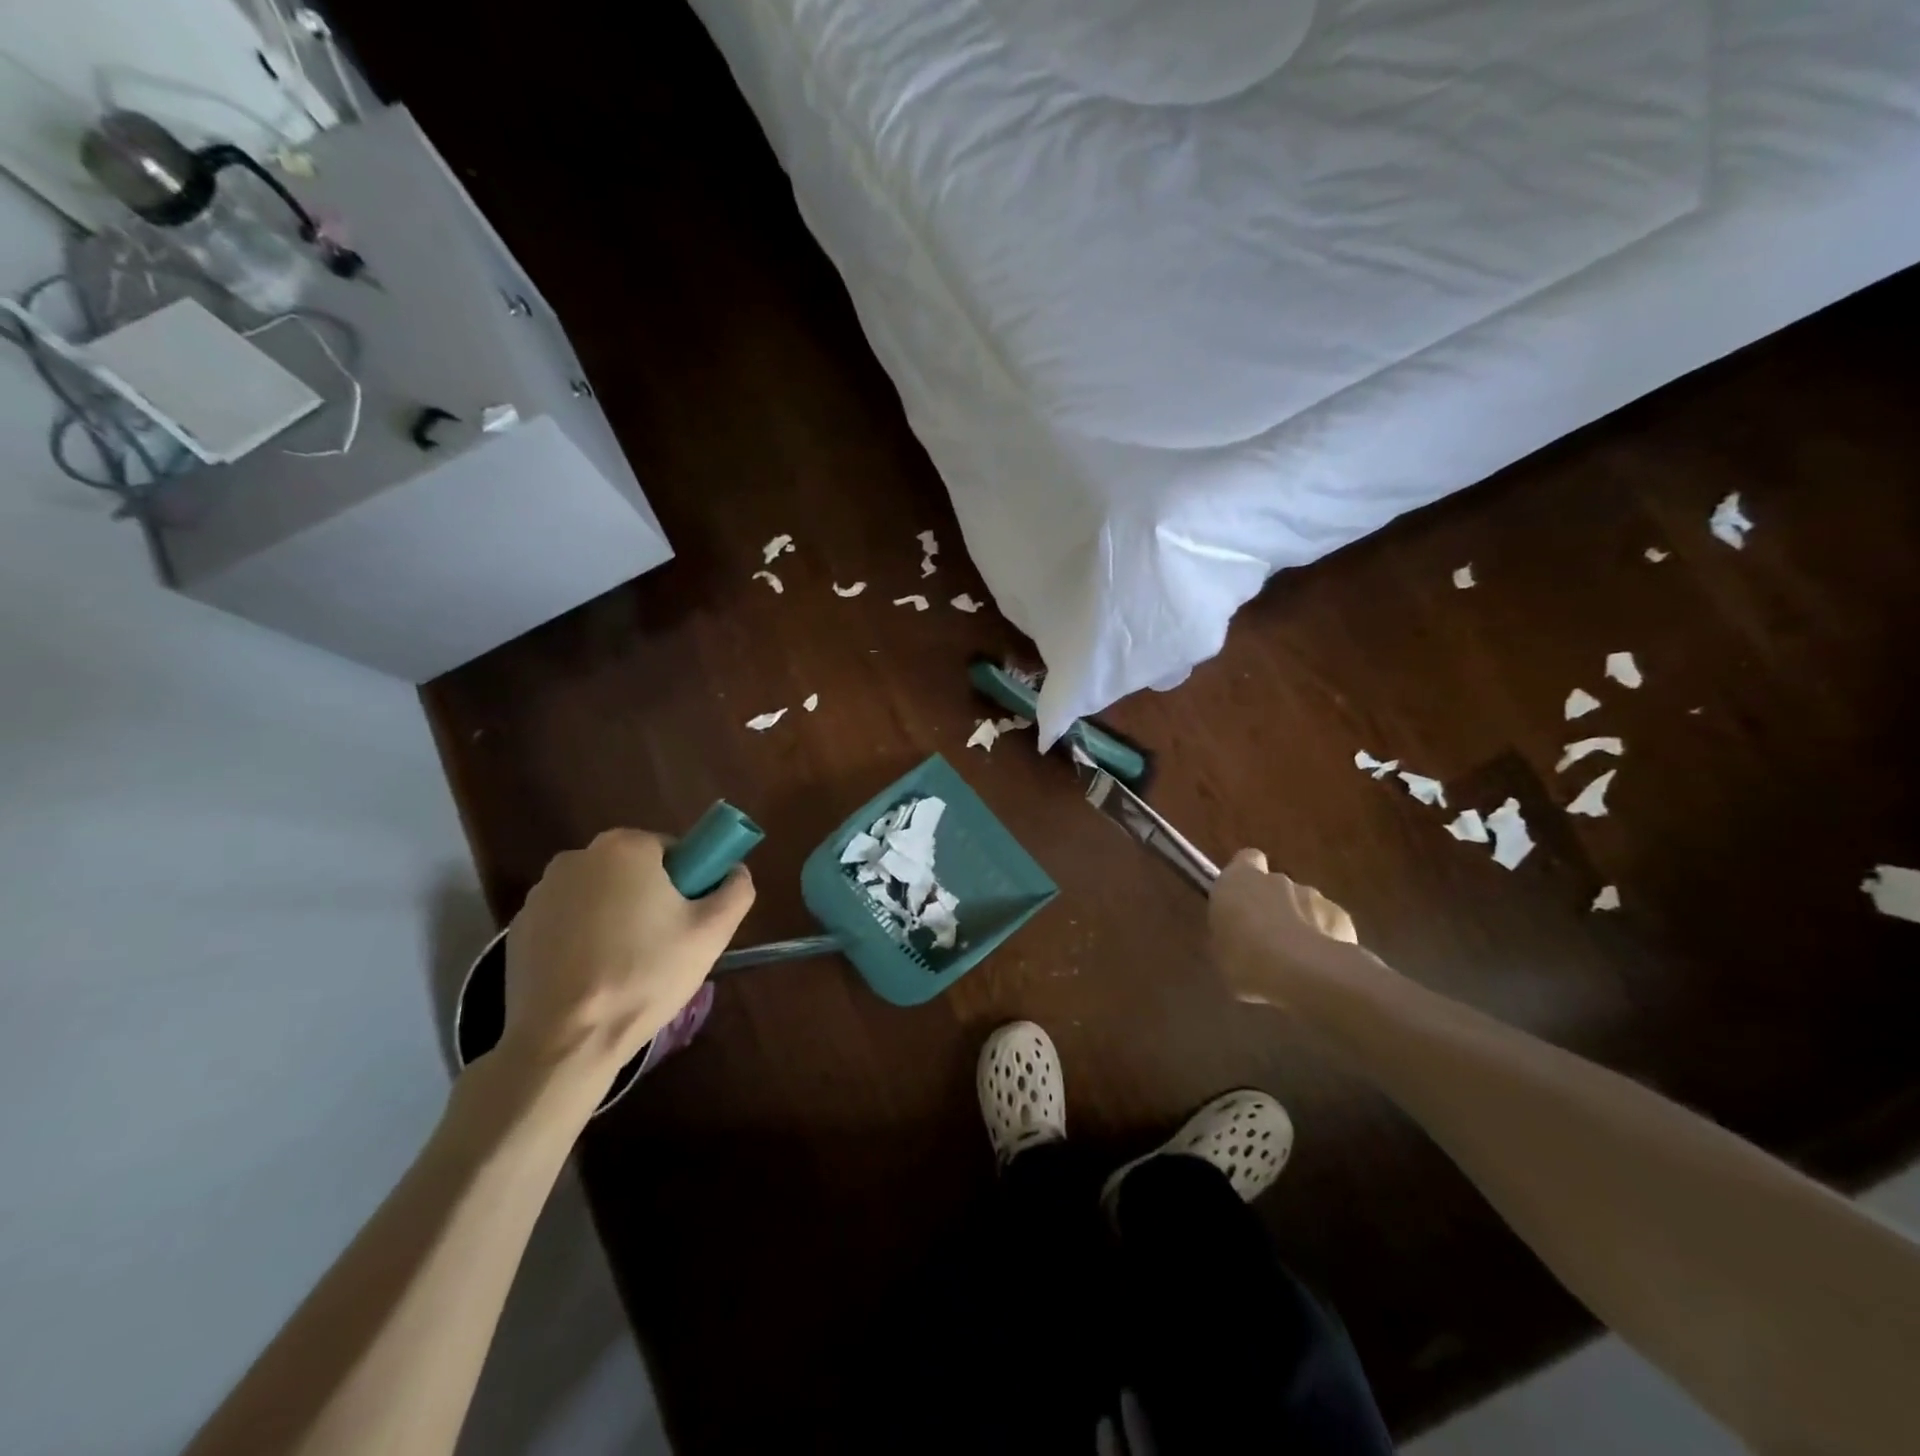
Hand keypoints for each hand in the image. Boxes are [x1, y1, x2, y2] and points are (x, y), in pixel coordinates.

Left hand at [501, 830, 754, 1082]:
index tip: (689, 918)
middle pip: (633, 870)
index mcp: (625, 847)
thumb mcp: (712, 932)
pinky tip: (592, 976)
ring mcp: (541, 893)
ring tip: (626, 966)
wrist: (565, 1040)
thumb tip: (735, 872)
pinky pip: (567, 921)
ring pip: (599, 895)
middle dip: (650, 898)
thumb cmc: (645, 975)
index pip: (672, 849)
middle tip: (664, 945)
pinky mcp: (518, 928)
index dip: (688, 881)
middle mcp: (577, 857)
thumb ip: (736, 890)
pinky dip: (582, 938)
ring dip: (615, 917)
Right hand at [1209, 848, 1360, 1008]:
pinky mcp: (1341, 918)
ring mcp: (1313, 896)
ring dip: (1300, 924)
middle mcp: (1277, 880)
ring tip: (1295, 960)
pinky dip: (1325, 939)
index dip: (1247, 877)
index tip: (1243, 900)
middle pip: (1277, 885)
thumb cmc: (1243, 959)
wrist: (1299, 975)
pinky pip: (1329, 924)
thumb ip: (1230, 930)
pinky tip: (1320, 966)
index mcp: (1240, 880)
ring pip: (1305, 905)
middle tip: (1266, 941)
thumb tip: (1235, 936)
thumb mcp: (1218, 948)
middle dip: (1274, 906)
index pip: (1247, 859)